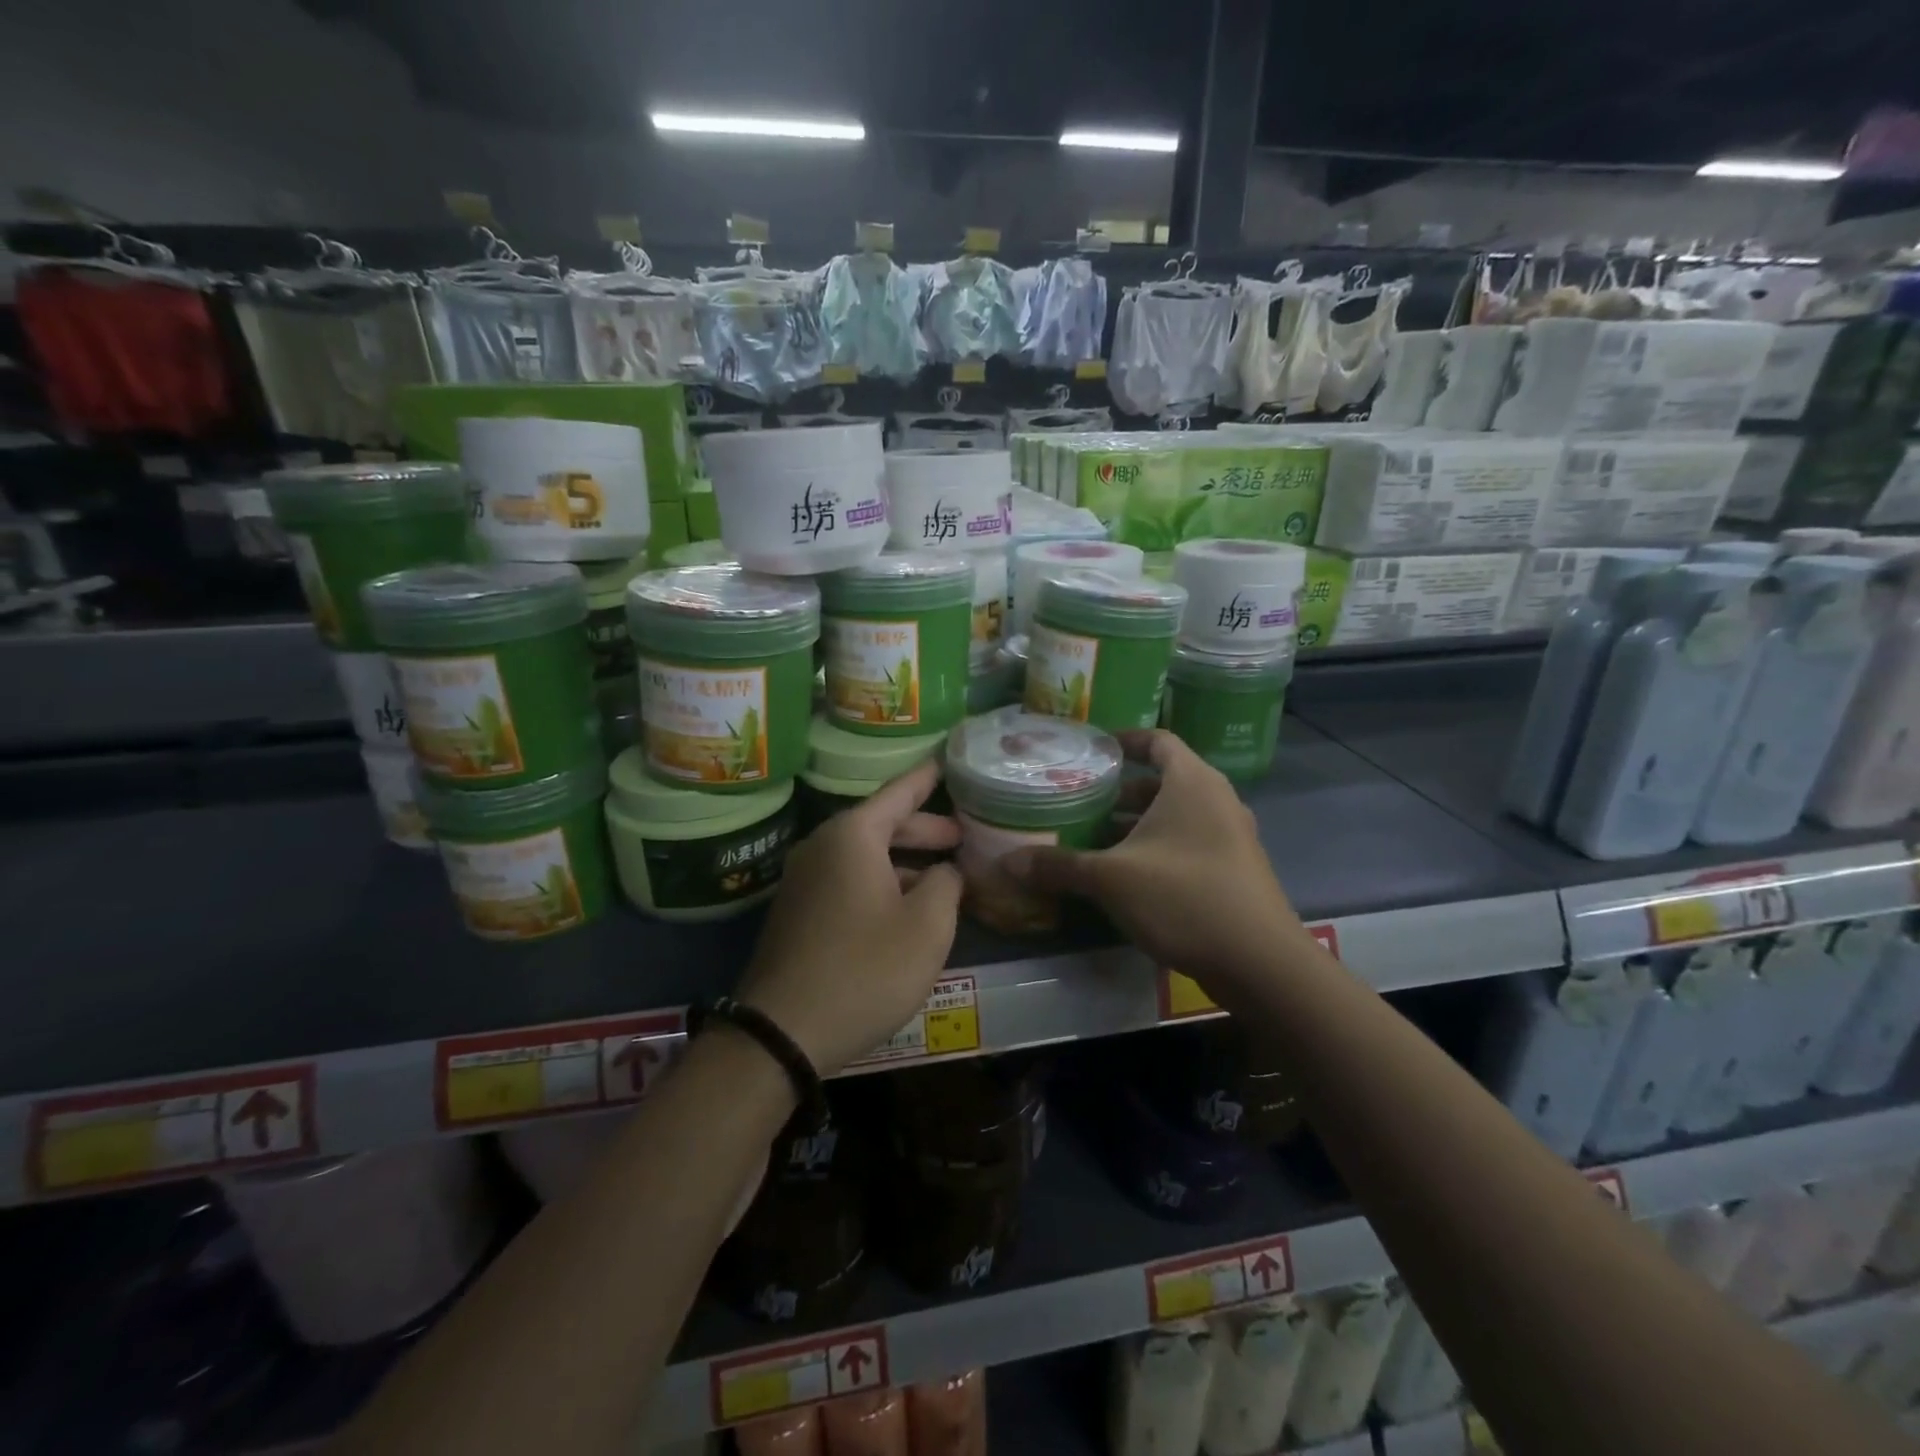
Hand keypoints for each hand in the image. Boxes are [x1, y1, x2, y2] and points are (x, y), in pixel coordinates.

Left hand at [735, 759, 963, 1076]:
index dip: (927, 777)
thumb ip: (946, 885)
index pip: (899, 791)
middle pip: (881, 824)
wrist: (781, 1032)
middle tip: (962, 838)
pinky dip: (880, 884)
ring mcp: (804, 880)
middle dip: (924, 830)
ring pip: (864, 857)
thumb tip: (945, 870)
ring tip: (942, 880)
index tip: (947, 759)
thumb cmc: (864, 969)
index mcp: (852, 836)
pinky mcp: (797, 912)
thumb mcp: (926, 926)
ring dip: (903, 863)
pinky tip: (904, 910)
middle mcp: (822, 847)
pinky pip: (847, 881)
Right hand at [1002, 730, 1311, 993]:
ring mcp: (1232, 835)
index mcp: (1192, 782)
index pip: (1158, 740)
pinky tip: (1129, 877)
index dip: (1124, 740)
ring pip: (1176, 816)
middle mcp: (1217, 800)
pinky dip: (1159, 848)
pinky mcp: (1235, 869)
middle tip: (1082, 802)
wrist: (1260, 962)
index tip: (1092, 751)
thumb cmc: (1183, 897)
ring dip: (1139, 824)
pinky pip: (1190, 842)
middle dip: (1121, 792)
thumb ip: (1059, 866)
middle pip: (1164, 780)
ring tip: (1096, 841)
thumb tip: (1007, 863)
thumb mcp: (1111, 879)